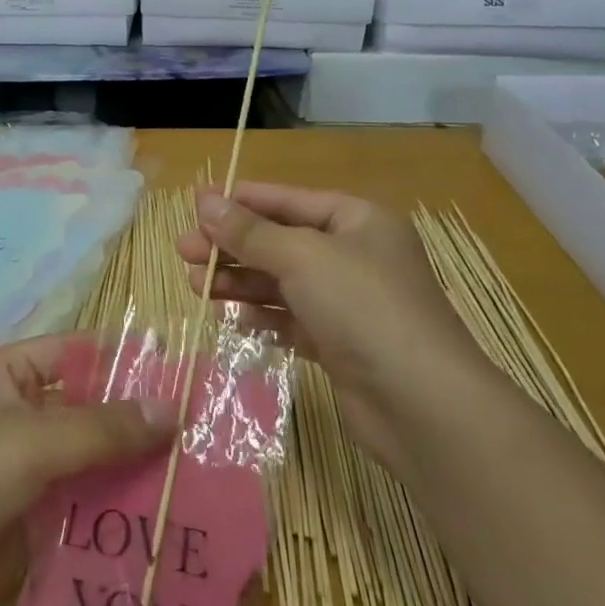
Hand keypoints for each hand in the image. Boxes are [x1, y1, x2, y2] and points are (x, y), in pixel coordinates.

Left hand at [0, 336, 175, 605]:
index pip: (79, 353)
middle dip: (137, 425)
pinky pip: (83, 506)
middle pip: (89, 411)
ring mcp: (26, 470)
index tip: (184, 380)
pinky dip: (115, 512)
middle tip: (202, 440)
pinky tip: (161, 524)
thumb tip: (172, 410)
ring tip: (196, 483)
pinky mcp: (32, 521)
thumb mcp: (35, 439)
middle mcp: (21, 414)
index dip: (126, 363)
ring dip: (132, 472)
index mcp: (12, 374)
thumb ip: (104, 428)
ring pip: (91, 462)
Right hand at [176, 183, 495, 465]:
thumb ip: (249, 231)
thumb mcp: (301, 257)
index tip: (195, 205)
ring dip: (239, 281)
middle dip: (232, 245)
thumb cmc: (362, 307)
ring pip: (281, 282)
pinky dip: (262, 316)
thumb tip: (204, 200)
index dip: (241, 201)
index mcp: (357, 221)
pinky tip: (233, 317)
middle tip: (183, 250)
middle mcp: (355, 256)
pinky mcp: (340, 344)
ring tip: (195, 285)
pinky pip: (291, 319)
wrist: (421, 404)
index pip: (288, 200)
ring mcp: (349, 303)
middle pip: (280, 241)